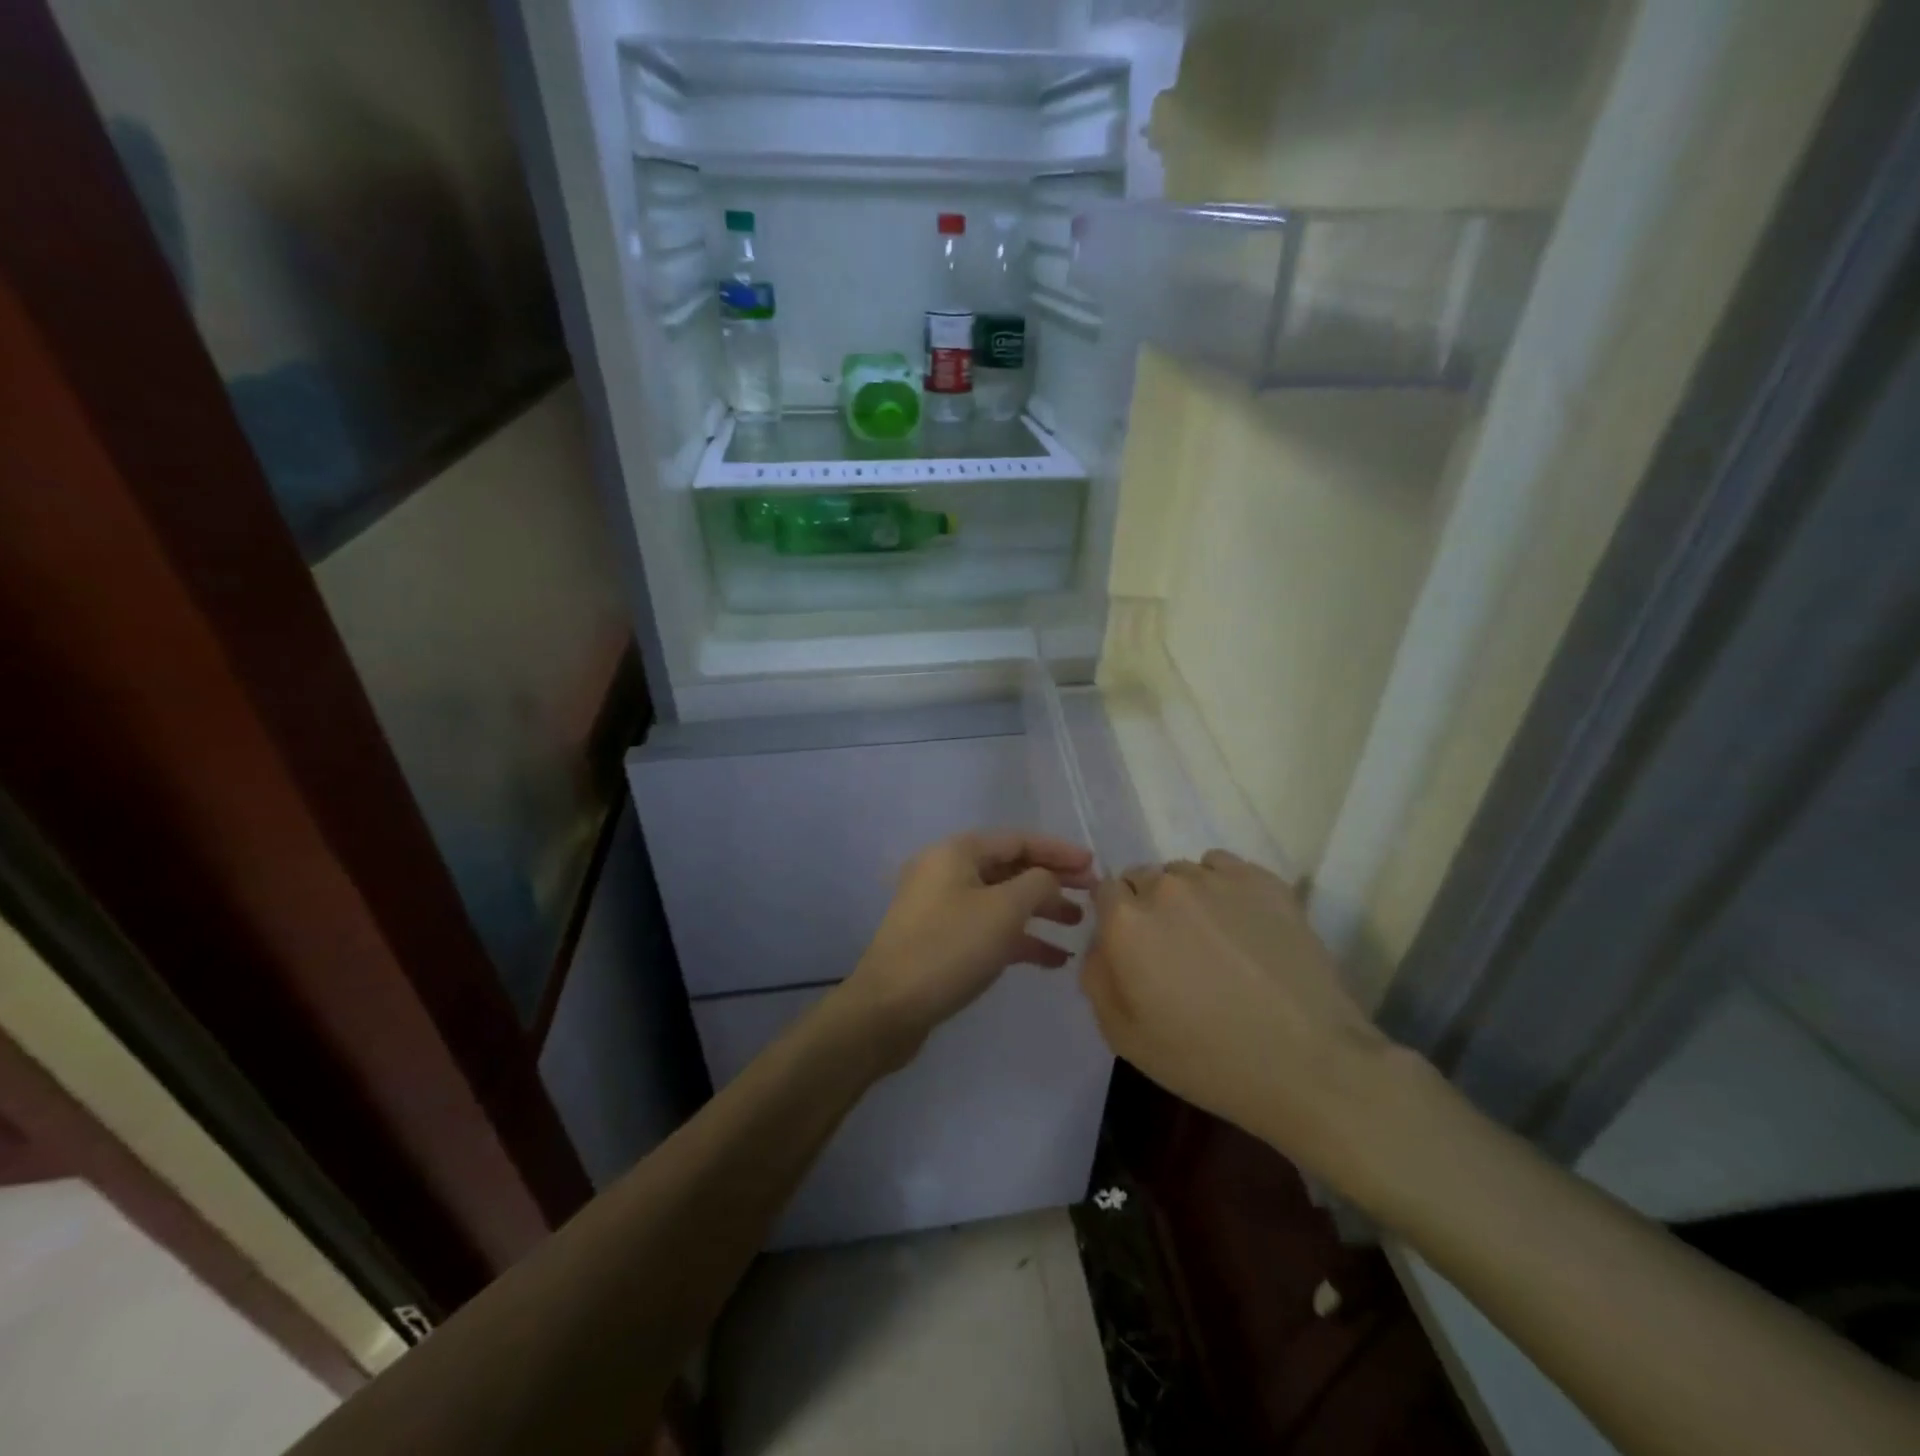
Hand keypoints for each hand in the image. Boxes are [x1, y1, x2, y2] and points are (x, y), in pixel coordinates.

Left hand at [837, 831, 1095, 1068]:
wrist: (888, 1008)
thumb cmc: (949, 948)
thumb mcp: (1004, 911)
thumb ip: (1038, 884)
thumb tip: (1049, 879)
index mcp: (957, 852)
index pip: (1018, 840)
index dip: (1058, 851)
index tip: (1094, 865)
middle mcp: (946, 871)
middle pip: (1010, 868)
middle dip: (1051, 880)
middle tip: (1090, 895)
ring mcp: (940, 906)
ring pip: (1000, 900)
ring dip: (1039, 910)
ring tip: (1077, 926)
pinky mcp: (940, 939)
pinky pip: (987, 928)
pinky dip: (1019, 938)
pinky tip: (1053, 960)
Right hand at [1080, 851, 1393, 1173]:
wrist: (1309, 1063)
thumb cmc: (1207, 1059)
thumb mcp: (1124, 1037)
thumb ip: (1096, 978)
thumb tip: (1099, 944)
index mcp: (1127, 922)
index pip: (1104, 891)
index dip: (1115, 919)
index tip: (1134, 949)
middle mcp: (1166, 886)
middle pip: (1142, 878)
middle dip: (1148, 907)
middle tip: (1174, 950)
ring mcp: (1218, 879)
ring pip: (1183, 872)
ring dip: (1185, 897)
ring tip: (1214, 939)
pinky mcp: (1263, 880)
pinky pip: (1223, 866)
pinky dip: (1222, 887)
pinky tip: (1242, 925)